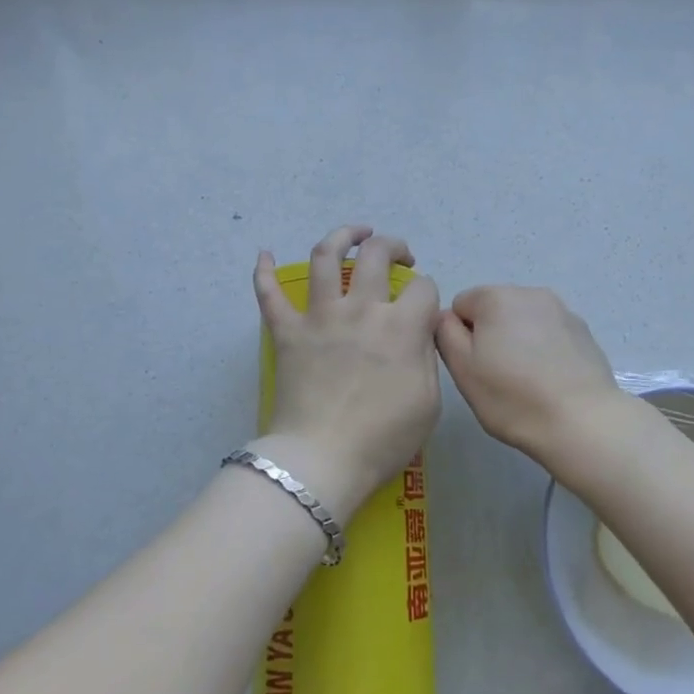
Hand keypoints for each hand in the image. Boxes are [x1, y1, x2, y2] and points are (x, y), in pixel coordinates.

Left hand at [253, 225, 441, 517]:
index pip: (422, 287)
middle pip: (376, 254)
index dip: (427, 291)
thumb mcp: (429, 401)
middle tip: (399, 255)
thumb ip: (426, 356)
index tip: (424, 306)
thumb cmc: (382, 438)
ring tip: (354, 232)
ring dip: (341, 235)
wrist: (323, 461)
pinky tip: (265, 254)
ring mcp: (320, 316)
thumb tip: (419, 331)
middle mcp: (360, 309)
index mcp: (401, 326)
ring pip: (325, 257)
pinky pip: (269, 295)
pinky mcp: (287, 332)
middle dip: (393, 246)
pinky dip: (264, 272)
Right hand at [435, 286, 631, 472]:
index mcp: (496, 297)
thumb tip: (446, 317)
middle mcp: (530, 293)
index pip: (461, 305)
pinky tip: (551, 380)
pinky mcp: (583, 331)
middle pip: (494, 309)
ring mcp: (562, 310)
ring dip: (518, 341)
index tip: (474, 366)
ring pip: (523, 321)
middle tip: (497, 377)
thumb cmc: (513, 397)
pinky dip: (544, 349)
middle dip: (491, 335)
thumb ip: (444, 333)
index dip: (460, 336)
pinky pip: (550, 333)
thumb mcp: (463, 369)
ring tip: (527, 381)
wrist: (583, 422)